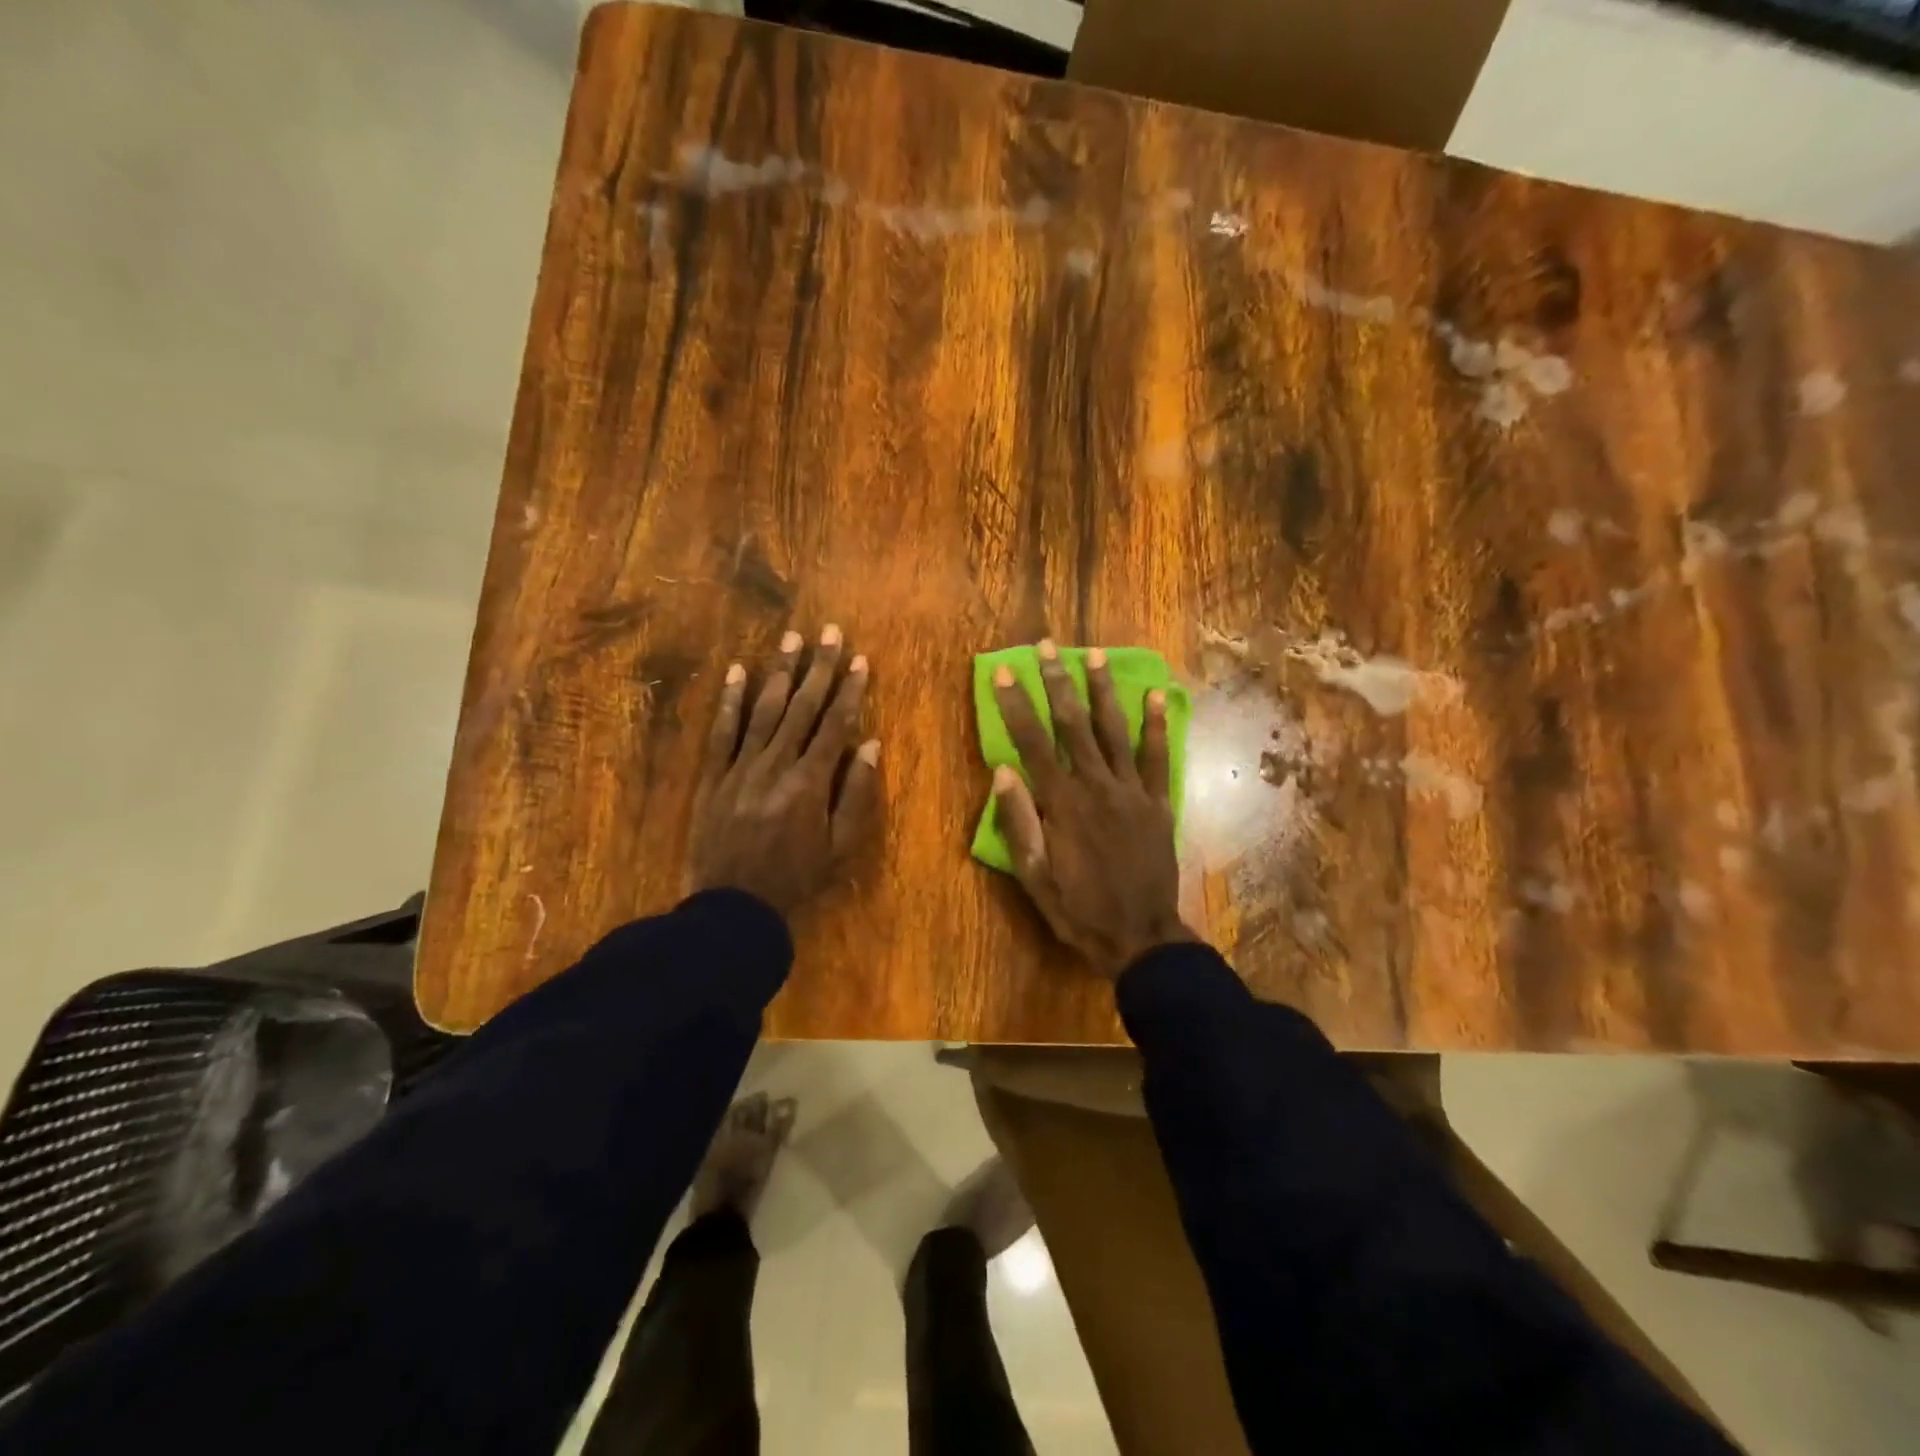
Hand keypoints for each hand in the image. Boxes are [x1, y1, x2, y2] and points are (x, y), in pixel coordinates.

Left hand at [688, 625, 881, 915]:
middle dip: (819, 667)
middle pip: (802, 707)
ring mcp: (741, 766)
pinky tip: (737, 670)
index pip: (835, 724)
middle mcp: (776, 764)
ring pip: (764, 709)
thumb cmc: (796, 879)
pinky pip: (722, 731)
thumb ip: (856, 794)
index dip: (849, 690)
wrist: (733, 906)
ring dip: (780, 672)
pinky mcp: (714, 775)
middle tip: (830, 632)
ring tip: (793, 638)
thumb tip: (870, 744)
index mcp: (810, 781)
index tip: (860, 660)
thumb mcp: (841, 847)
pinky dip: (730, 699)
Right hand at [990, 640, 1193, 979]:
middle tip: (1049, 646)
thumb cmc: (1079, 909)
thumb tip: (1002, 770)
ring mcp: (1132, 792)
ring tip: (1096, 654)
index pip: (1032, 743)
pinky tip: (1155, 696)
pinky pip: (1157, 758)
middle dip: (1058, 682)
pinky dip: (1157, 726)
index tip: (1006, 672)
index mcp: (1062, 804)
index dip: (1017, 705)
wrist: (1141, 937)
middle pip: (1073, 725)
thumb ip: (1018, 822)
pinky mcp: (1158, 803)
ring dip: (1103, 690)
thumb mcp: (1034, 876)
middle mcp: (1097, 786)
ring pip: (1114, 731)